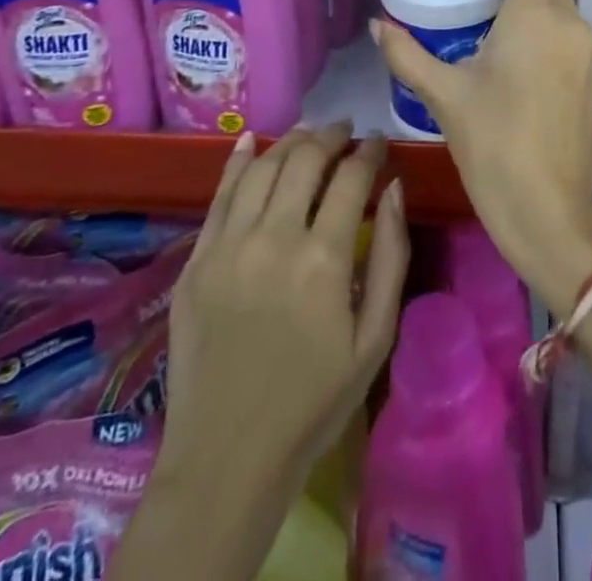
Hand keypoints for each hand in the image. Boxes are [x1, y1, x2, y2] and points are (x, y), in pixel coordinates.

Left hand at [160, 123, 409, 489]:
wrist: (228, 458)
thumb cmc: (314, 401)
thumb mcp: (375, 337)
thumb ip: (392, 255)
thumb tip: (394, 188)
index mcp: (324, 258)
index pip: (352, 177)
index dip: (370, 151)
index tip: (379, 143)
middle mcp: (274, 237)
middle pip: (305, 159)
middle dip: (332, 136)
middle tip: (347, 133)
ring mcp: (229, 246)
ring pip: (263, 167)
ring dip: (291, 142)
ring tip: (310, 137)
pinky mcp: (196, 260)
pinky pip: (219, 194)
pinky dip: (238, 161)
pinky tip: (252, 141)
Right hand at [374, 0, 591, 314]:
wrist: (549, 214)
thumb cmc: (493, 146)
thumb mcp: (444, 96)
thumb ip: (407, 54)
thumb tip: (377, 25)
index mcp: (536, 16)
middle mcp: (572, 25)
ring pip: (564, 12)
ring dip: (537, 7)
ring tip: (500, 24)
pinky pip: (574, 42)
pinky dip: (551, 37)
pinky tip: (526, 64)